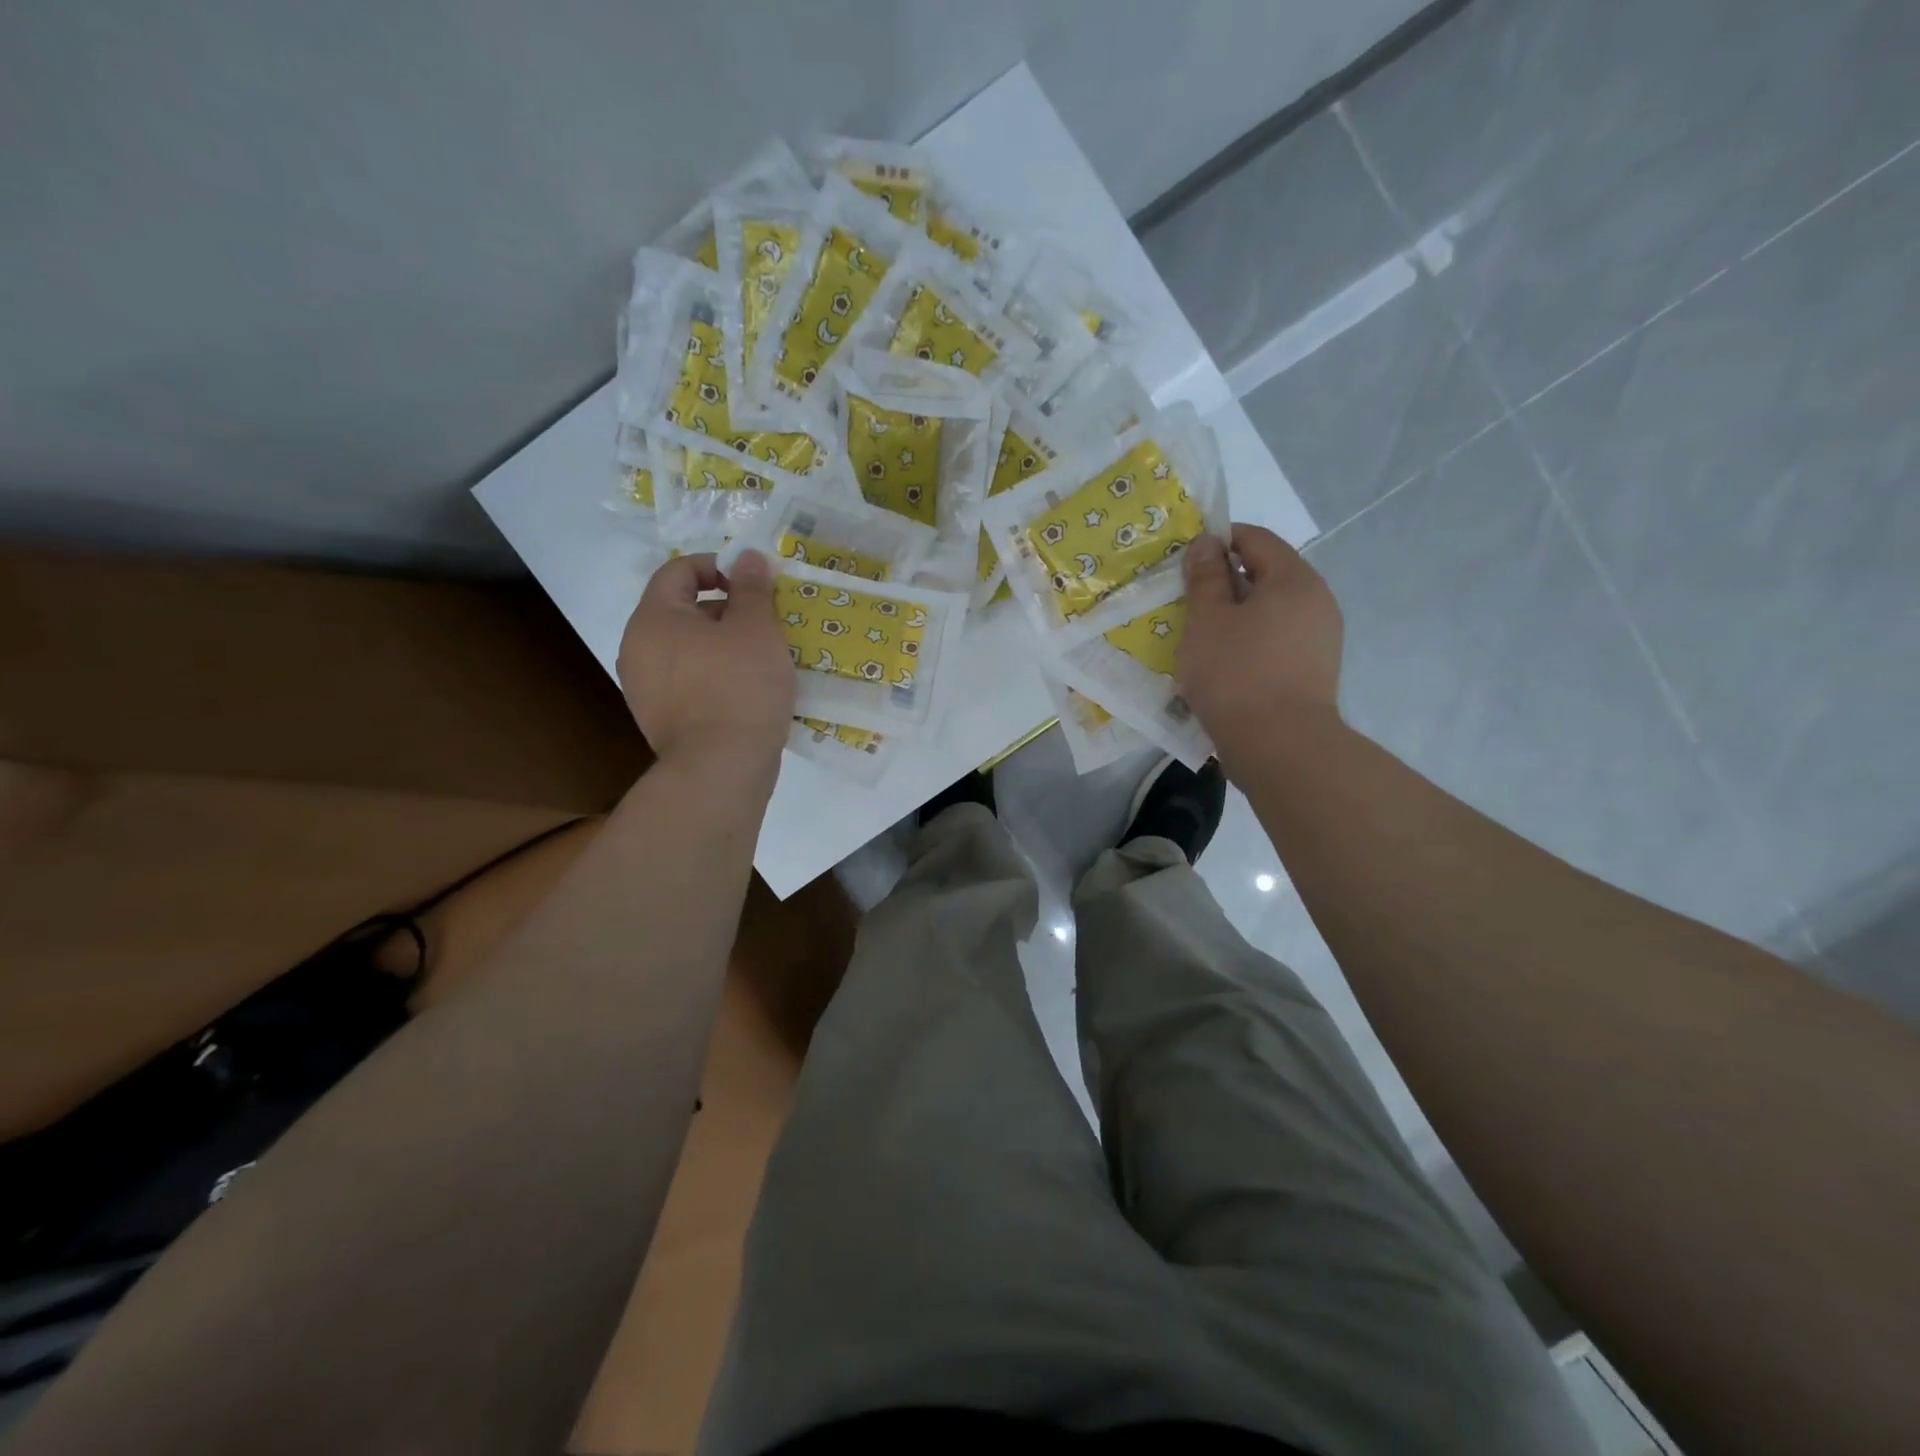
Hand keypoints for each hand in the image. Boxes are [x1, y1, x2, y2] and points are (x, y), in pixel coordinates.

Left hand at [617, 550, 793, 777]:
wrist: (720, 770)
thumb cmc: (740, 688)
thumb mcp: (756, 629)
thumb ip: (752, 588)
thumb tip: (749, 557)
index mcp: (653, 619)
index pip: (679, 571)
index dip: (720, 567)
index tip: (756, 584)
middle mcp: (638, 649)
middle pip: (684, 611)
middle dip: (728, 610)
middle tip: (767, 623)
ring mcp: (645, 689)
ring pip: (689, 650)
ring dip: (725, 645)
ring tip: (763, 659)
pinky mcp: (661, 720)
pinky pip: (690, 682)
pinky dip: (717, 676)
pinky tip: (748, 692)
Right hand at [1178, 525, 1343, 771]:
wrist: (1280, 748)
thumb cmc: (1237, 675)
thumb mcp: (1208, 620)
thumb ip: (1206, 577)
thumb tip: (1207, 543)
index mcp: (1294, 580)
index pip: (1255, 539)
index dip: (1218, 541)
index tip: (1184, 562)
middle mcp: (1316, 602)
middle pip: (1265, 576)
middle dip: (1223, 583)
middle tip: (1186, 602)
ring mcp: (1319, 639)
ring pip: (1269, 612)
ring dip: (1234, 617)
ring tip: (1199, 638)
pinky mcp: (1312, 671)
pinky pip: (1274, 642)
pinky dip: (1247, 643)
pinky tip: (1222, 665)